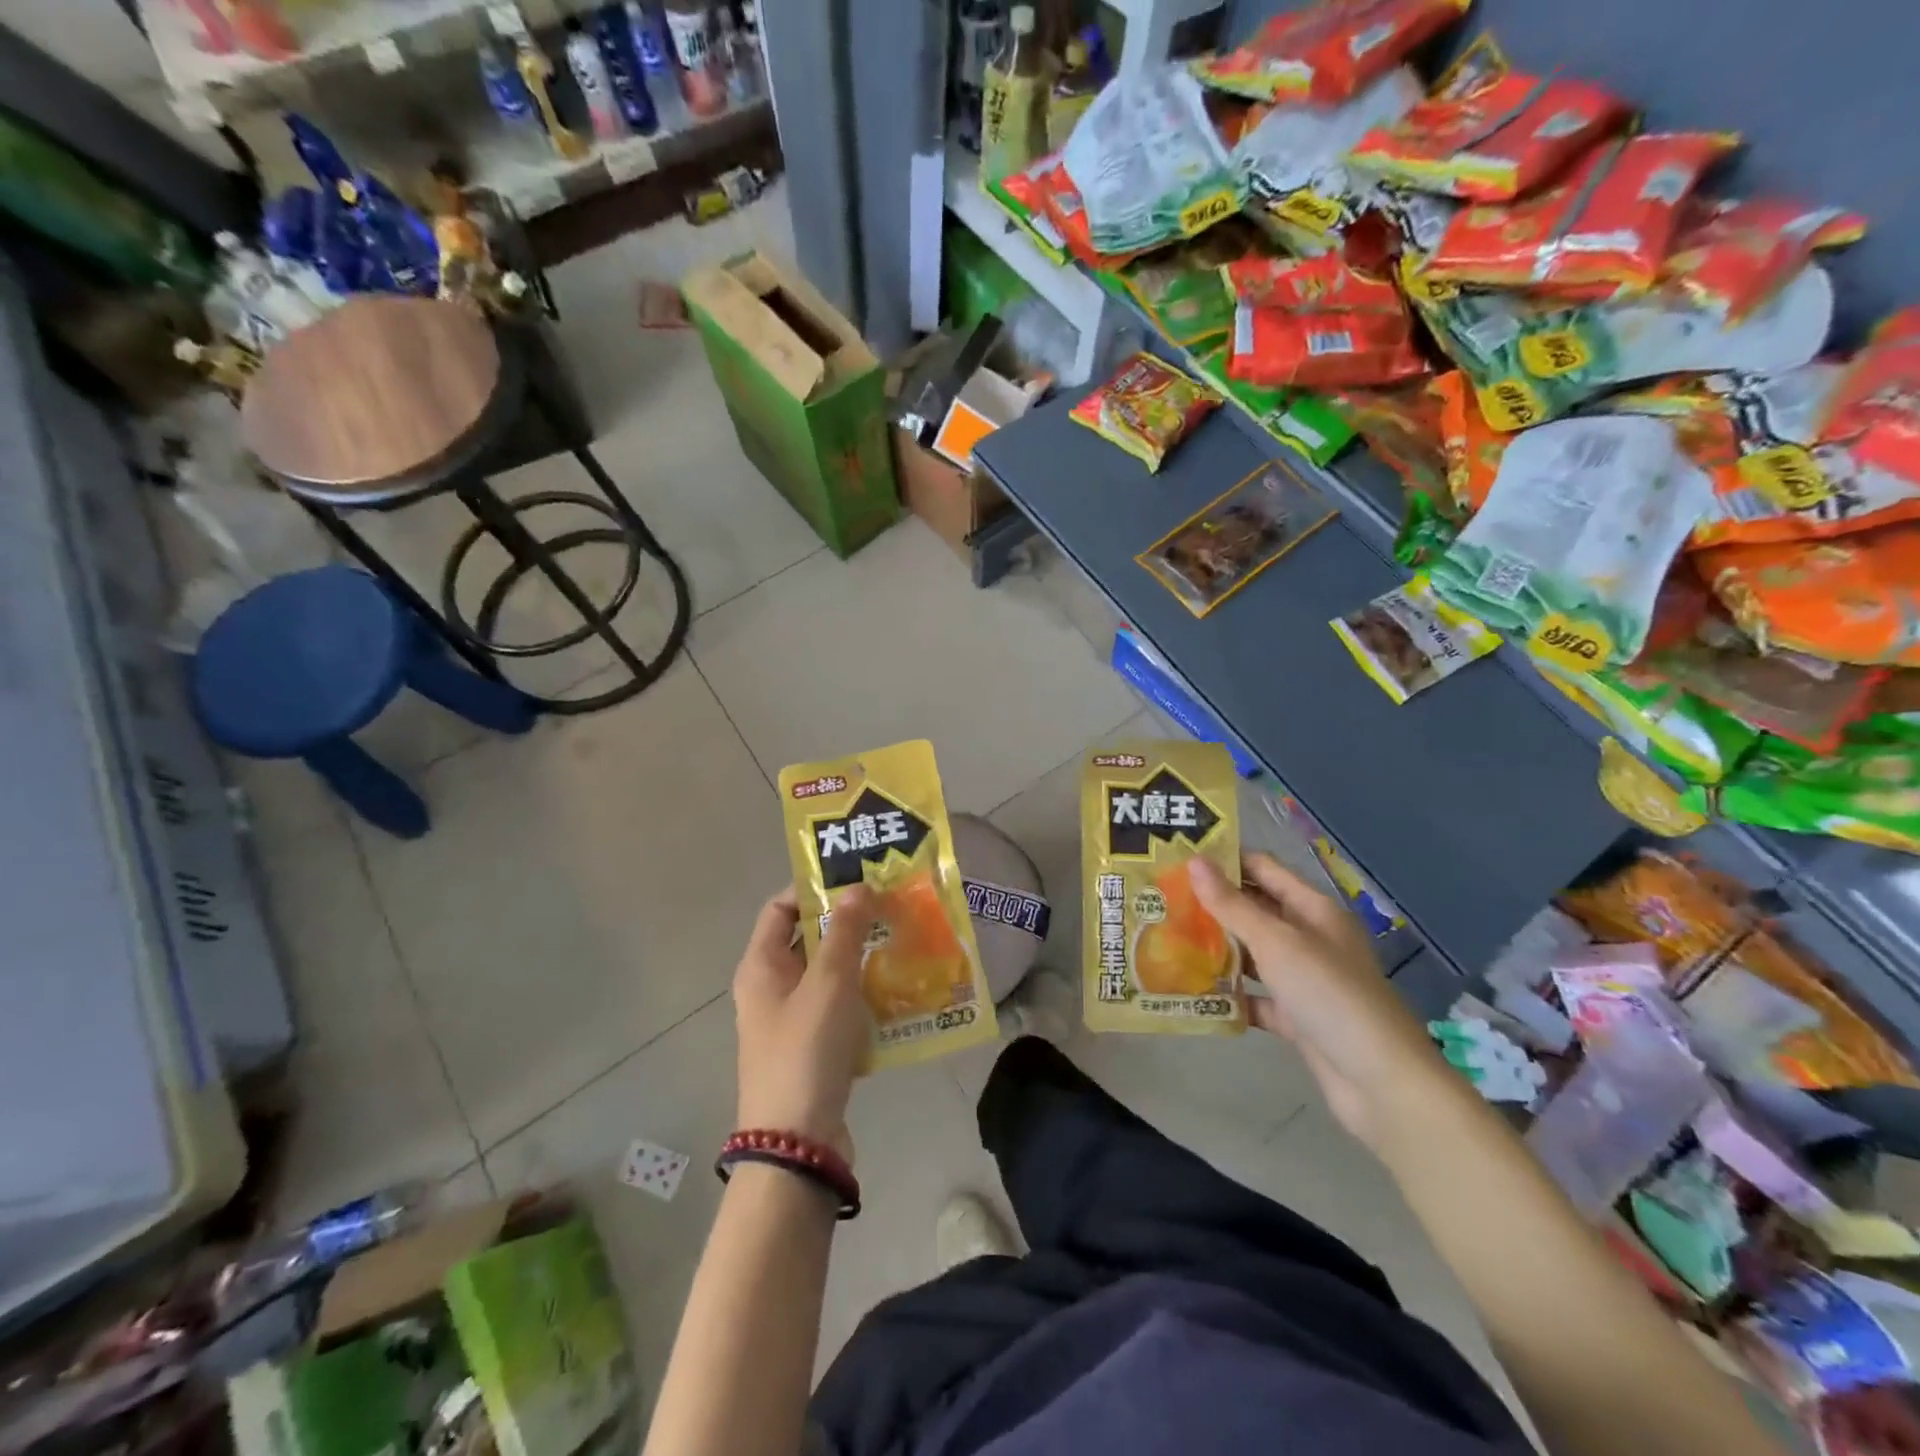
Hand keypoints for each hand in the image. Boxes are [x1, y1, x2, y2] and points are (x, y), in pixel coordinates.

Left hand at [731, 885, 880, 1159]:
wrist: (797, 1143)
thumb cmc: (805, 1051)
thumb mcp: (828, 984)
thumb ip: (844, 932)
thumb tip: (857, 887)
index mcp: (760, 967)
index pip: (780, 908)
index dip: (813, 889)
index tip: (856, 880)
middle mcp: (770, 988)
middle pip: (807, 940)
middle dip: (847, 922)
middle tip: (889, 906)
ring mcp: (791, 1020)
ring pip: (827, 974)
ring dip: (860, 957)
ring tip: (901, 940)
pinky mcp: (813, 1047)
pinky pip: (839, 1007)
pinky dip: (863, 994)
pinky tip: (899, 988)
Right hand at [1191, 854, 1452, 1148]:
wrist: (1381, 1083)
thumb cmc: (1330, 995)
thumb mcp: (1277, 943)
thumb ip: (1233, 905)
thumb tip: (1194, 861)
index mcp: (1313, 910)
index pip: (1263, 869)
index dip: (1225, 861)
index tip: (1177, 858)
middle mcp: (1309, 938)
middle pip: (1255, 910)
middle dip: (1213, 904)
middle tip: (1162, 899)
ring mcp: (1303, 979)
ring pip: (1252, 954)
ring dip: (1216, 948)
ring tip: (1166, 938)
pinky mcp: (1296, 1017)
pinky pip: (1254, 997)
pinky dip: (1229, 995)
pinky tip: (1191, 991)